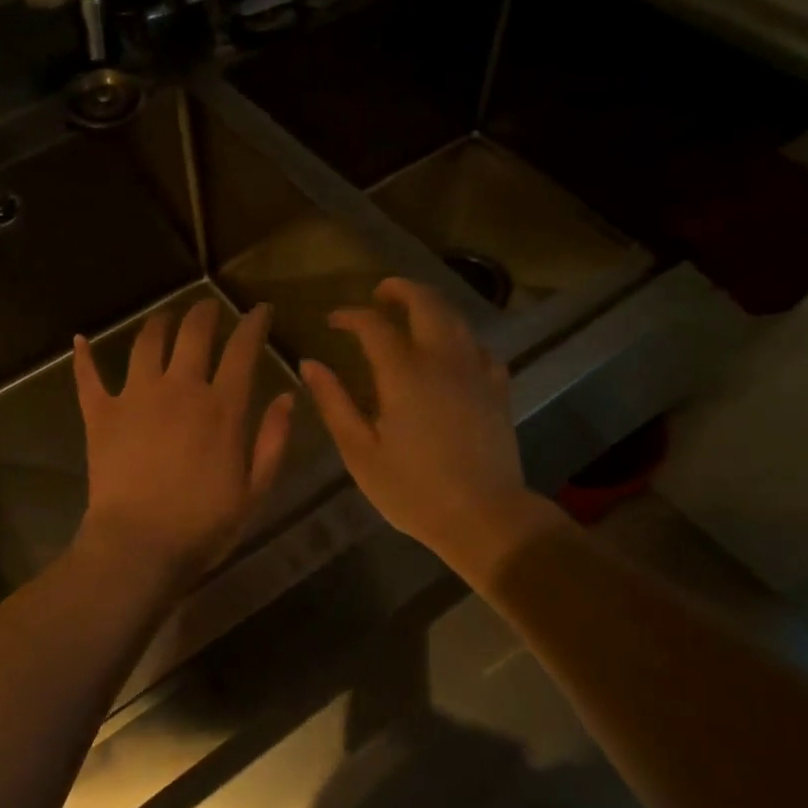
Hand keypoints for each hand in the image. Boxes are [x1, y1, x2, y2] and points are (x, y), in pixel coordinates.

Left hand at [73, 299, 293, 583]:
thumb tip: (287, 397)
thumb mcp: (254, 489)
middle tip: (209, 308)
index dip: (254, 324)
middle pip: (193, 333)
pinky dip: (84, 356)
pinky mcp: (101, 413)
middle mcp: (179, 388)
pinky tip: (81, 340)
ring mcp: (136, 396)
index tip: (260, 310)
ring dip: (159, 323)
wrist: (139, 545)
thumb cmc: (203, 523)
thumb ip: (272, 440)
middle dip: (205, 313)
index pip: (242, 350)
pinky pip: (88, 376)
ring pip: (147, 342)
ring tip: (165, 318)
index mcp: (221, 406)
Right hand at [300, 278, 562, 581]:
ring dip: (430, 305)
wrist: (484, 518)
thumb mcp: (360, 451)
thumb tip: (310, 364)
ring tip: (410, 313)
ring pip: (456, 317)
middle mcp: (442, 360)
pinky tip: (450, 351)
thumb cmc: (413, 490)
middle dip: (399, 289)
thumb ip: (334, 402)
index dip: (350, 315)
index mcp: (404, 373)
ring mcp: (476, 371)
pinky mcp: (497, 388)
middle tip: (379, 295)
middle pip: (425, 302)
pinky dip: (459, 336)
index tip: (333, 321)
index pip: (373, 325)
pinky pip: (479, 346)